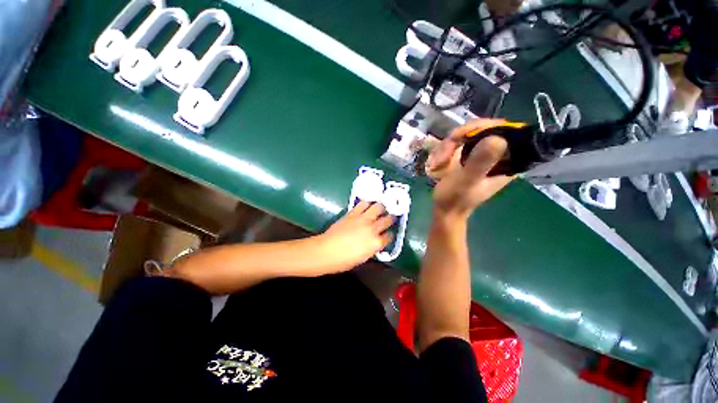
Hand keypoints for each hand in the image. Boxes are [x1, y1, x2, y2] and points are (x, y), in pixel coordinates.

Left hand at [317, 201, 393, 269]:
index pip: (389, 236)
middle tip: (390, 217)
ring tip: (380, 208)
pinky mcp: (353, 213)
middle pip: (388, 220)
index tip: (388, 234)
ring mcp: (363, 219)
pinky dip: (367, 203)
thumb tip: (375, 242)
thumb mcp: (363, 258)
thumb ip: (372, 248)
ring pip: (378, 207)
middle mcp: (373, 229)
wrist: (326, 251)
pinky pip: (364, 204)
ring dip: (381, 207)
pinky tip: (368, 205)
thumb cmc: (344, 260)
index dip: (390, 235)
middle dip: (391, 218)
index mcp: (376, 243)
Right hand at [426, 119, 514, 219]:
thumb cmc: (455, 199)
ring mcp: (482, 154)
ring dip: (448, 146)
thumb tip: (497, 138)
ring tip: (436, 162)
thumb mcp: (466, 181)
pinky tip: (437, 161)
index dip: (481, 127)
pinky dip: (445, 149)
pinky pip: (459, 143)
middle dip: (458, 138)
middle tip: (442, 154)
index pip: (504, 129)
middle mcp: (498, 155)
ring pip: (468, 135)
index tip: (459, 137)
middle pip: (482, 129)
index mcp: (508, 161)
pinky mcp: (470, 156)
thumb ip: (480, 162)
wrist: (444, 210)